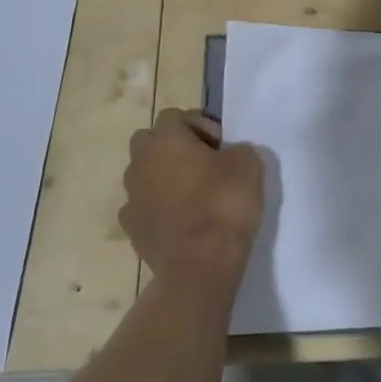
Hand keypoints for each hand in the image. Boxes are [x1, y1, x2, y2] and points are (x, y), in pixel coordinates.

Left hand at [122, 109, 264, 290]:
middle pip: (149, 141)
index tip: (221, 145)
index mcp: (165, 140)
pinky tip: (181, 221)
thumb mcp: (249, 164)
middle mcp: (140, 162)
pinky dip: (158, 208)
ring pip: (144, 175)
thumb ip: (237, 149)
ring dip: (164, 178)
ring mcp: (131, 197)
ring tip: (193, 195)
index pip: (174, 116)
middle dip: (173, 147)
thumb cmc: (223, 204)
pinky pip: (143, 206)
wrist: (200, 265)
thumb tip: (230, 155)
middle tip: (203, 164)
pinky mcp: (131, 229)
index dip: (199, 125)